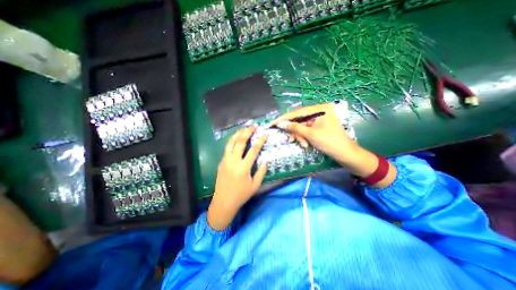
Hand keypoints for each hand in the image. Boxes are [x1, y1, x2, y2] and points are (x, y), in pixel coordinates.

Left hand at [208, 126, 268, 229]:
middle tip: (253, 126)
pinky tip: (236, 139)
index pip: (253, 150)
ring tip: (244, 129)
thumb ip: (261, 172)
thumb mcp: (255, 185)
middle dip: (247, 132)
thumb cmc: (241, 195)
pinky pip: (227, 148)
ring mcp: (225, 160)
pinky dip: (232, 141)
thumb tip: (265, 160)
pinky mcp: (221, 162)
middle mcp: (233, 161)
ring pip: (230, 142)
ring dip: (237, 134)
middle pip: (240, 142)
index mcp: (243, 168)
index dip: (260, 141)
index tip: (265, 134)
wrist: (223, 202)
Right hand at [272, 102, 357, 162]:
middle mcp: (319, 111)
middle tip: (291, 140)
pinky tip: (306, 144)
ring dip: (300, 136)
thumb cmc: (330, 143)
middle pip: (300, 119)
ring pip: (302, 126)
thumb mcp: (311, 135)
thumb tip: (280, 124)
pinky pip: (306, 130)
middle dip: (295, 131)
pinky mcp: (319, 126)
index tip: (274, 122)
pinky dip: (304, 137)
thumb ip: (295, 128)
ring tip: (303, 145)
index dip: (285, 118)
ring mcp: (319, 119)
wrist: (345, 155)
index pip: (298, 111)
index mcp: (320, 109)